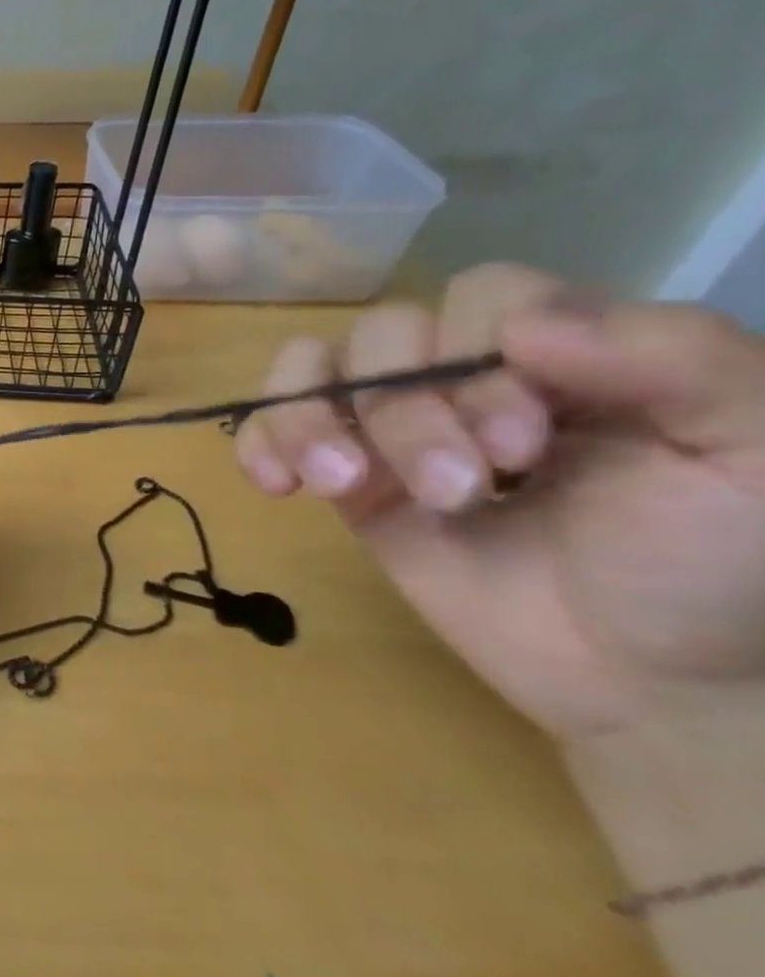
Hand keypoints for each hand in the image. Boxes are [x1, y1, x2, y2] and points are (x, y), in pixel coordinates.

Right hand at [233, 263, 764, 739]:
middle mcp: (466, 375)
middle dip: (405, 411)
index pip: (481, 297)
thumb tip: (522, 326)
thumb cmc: (712, 565)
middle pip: (384, 335)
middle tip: (455, 491)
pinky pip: (270, 429)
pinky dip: (261, 442)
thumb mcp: (752, 452)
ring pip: (312, 370)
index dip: (477, 354)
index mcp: (562, 350)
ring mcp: (392, 428)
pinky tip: (276, 484)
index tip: (521, 449)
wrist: (641, 679)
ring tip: (339, 485)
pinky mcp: (346, 480)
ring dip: (311, 420)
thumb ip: (677, 359)